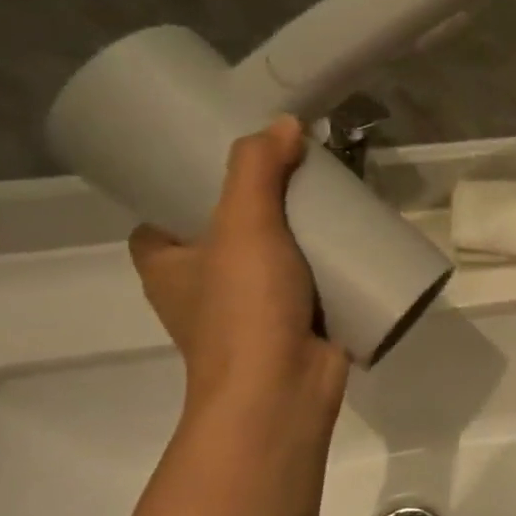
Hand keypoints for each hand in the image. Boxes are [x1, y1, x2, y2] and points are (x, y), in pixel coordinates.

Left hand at [128, 116, 348, 415]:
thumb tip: (285, 124)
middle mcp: (201, 289)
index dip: (187, 187)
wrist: (282, 391)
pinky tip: (352, 243)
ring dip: (298, 235)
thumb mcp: (242, 224)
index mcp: (167, 266)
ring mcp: (249, 311)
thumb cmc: (244, 308)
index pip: (163, 217)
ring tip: (330, 200)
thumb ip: (257, 169)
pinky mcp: (292, 326)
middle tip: (294, 171)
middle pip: (227, 232)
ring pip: (272, 258)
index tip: (228, 161)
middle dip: (261, 205)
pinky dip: (324, 266)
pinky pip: (307, 284)